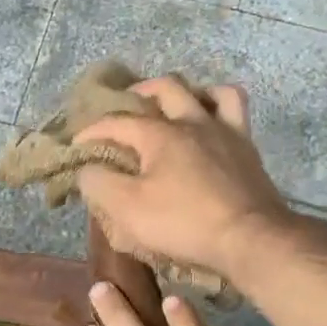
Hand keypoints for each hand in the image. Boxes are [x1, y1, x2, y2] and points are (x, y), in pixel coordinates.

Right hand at [76, 79, 293, 280]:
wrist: (250, 238)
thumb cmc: (184, 223)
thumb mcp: (128, 209)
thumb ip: (100, 184)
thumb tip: (87, 169)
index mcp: (160, 133)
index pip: (116, 122)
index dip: (91, 132)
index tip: (76, 147)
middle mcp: (192, 121)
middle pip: (164, 88)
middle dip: (138, 92)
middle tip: (124, 106)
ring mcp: (224, 131)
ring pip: (206, 91)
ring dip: (186, 92)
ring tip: (173, 106)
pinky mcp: (247, 147)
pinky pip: (236, 110)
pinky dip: (219, 105)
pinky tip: (211, 120)